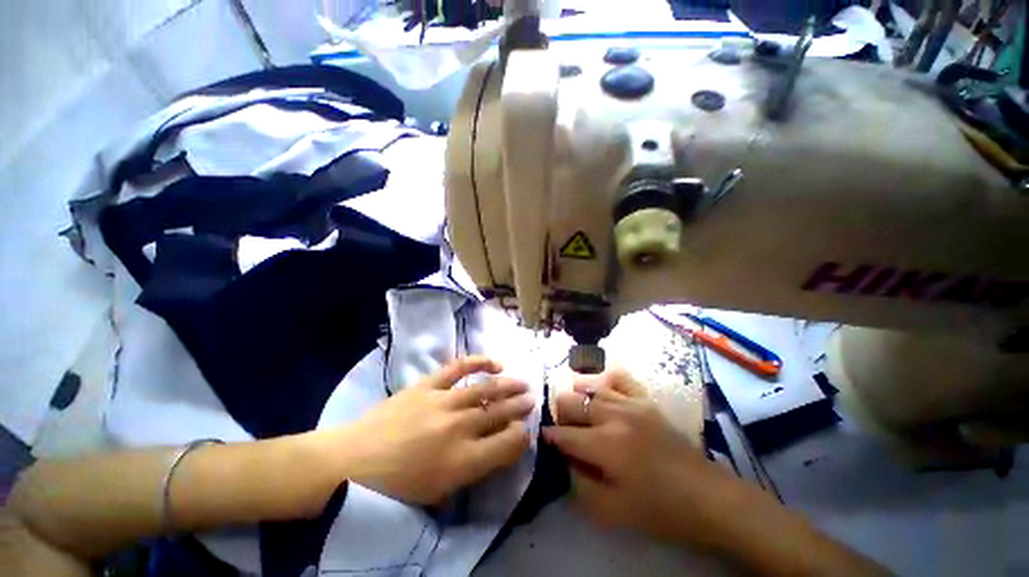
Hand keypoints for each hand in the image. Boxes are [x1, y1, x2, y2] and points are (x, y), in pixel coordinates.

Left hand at [343, 357, 532, 504]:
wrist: (351, 462)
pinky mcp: (429, 384)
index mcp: (465, 460)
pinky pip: (459, 367)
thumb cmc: (397, 487)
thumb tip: (500, 446)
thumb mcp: (441, 491)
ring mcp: (444, 401)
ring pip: (487, 389)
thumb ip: (476, 467)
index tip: (525, 430)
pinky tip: (493, 362)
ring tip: (522, 382)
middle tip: (531, 400)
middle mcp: (461, 427)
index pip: (509, 443)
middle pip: (501, 413)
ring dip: (508, 385)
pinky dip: (479, 362)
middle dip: (520, 406)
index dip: (522, 435)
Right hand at [544, 369, 723, 545]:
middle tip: (566, 431)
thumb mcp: (611, 512)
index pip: (563, 434)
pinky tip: (600, 390)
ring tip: (580, 412)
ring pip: (589, 387)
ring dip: (578, 398)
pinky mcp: (645, 399)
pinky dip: (604, 379)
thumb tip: (563, 459)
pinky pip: (619, 377)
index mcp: (605, 445)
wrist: (705, 496)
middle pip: (570, 401)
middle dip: (560, 416)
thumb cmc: (658, 509)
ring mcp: (631, 403)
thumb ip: (578, 484)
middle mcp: (613, 416)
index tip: (545, 440)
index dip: (549, 437)